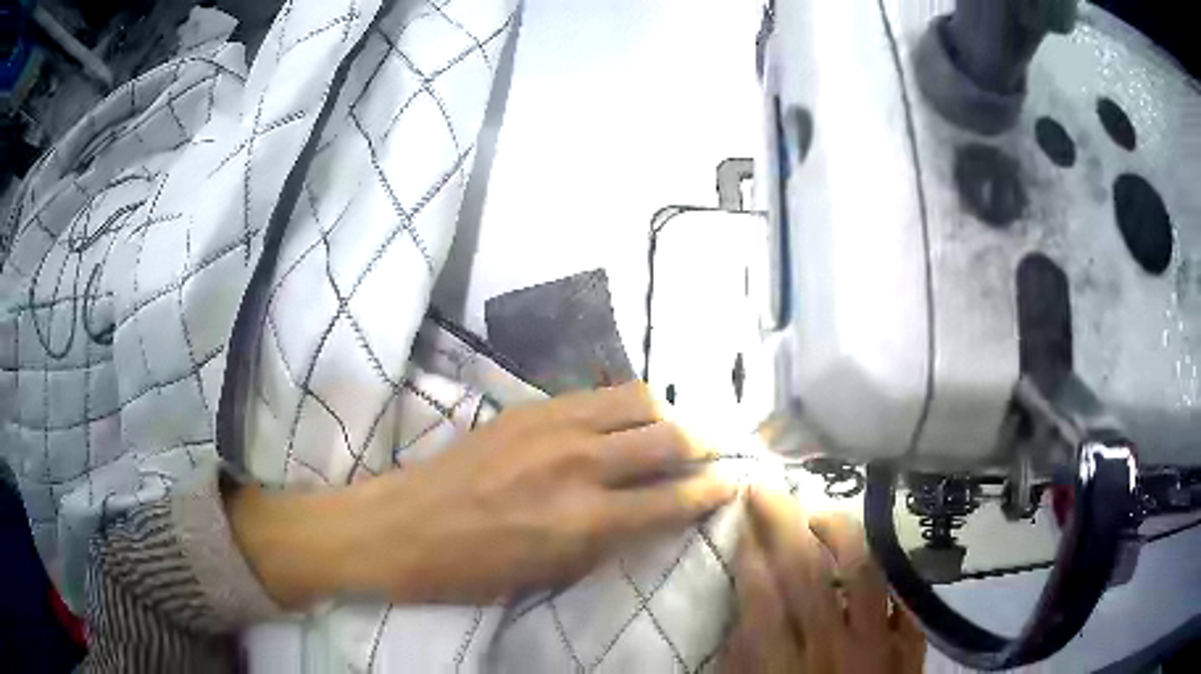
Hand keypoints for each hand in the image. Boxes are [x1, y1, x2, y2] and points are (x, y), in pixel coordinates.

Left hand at [231, 382, 735, 607]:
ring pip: (638, 398)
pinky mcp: (528, 407)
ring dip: (669, 413)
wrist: (399, 527)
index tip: (733, 484)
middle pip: (668, 437)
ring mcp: (552, 425)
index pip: (673, 499)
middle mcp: (578, 464)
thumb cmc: (471, 570)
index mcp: (584, 521)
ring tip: (678, 428)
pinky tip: (628, 417)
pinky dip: (626, 403)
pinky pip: (597, 393)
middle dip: (705, 443)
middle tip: (718, 451)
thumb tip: (648, 514)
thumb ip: (607, 539)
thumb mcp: (549, 574)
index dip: (712, 490)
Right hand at [722, 488, 925, 673]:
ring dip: (840, 533)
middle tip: (767, 488)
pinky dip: (886, 572)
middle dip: (783, 524)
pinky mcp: (909, 647)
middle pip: (808, 573)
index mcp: (786, 667)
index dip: (750, 555)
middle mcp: (834, 647)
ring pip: (864, 571)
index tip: (740, 522)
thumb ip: (745, 664)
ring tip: (820, 513)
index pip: (763, 598)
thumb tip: (744, 617)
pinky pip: (901, 597)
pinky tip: (872, 557)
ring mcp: (880, 644)